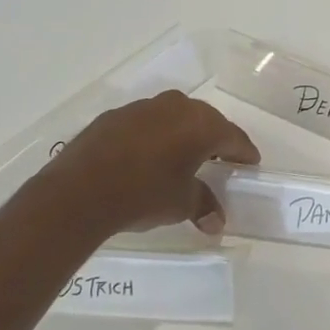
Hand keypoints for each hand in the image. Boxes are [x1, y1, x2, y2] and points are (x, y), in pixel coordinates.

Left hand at [24, 91, 258, 240]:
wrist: (79, 192)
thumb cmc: (143, 195)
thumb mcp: (181, 204)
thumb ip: (203, 206)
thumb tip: (216, 221)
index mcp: (201, 125)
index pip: (233, 137)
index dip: (244, 152)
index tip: (250, 162)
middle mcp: (176, 107)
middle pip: (205, 121)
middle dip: (214, 139)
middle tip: (220, 159)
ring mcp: (143, 108)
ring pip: (174, 117)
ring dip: (182, 134)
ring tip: (181, 157)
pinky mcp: (114, 116)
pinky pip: (146, 123)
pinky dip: (153, 136)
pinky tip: (146, 156)